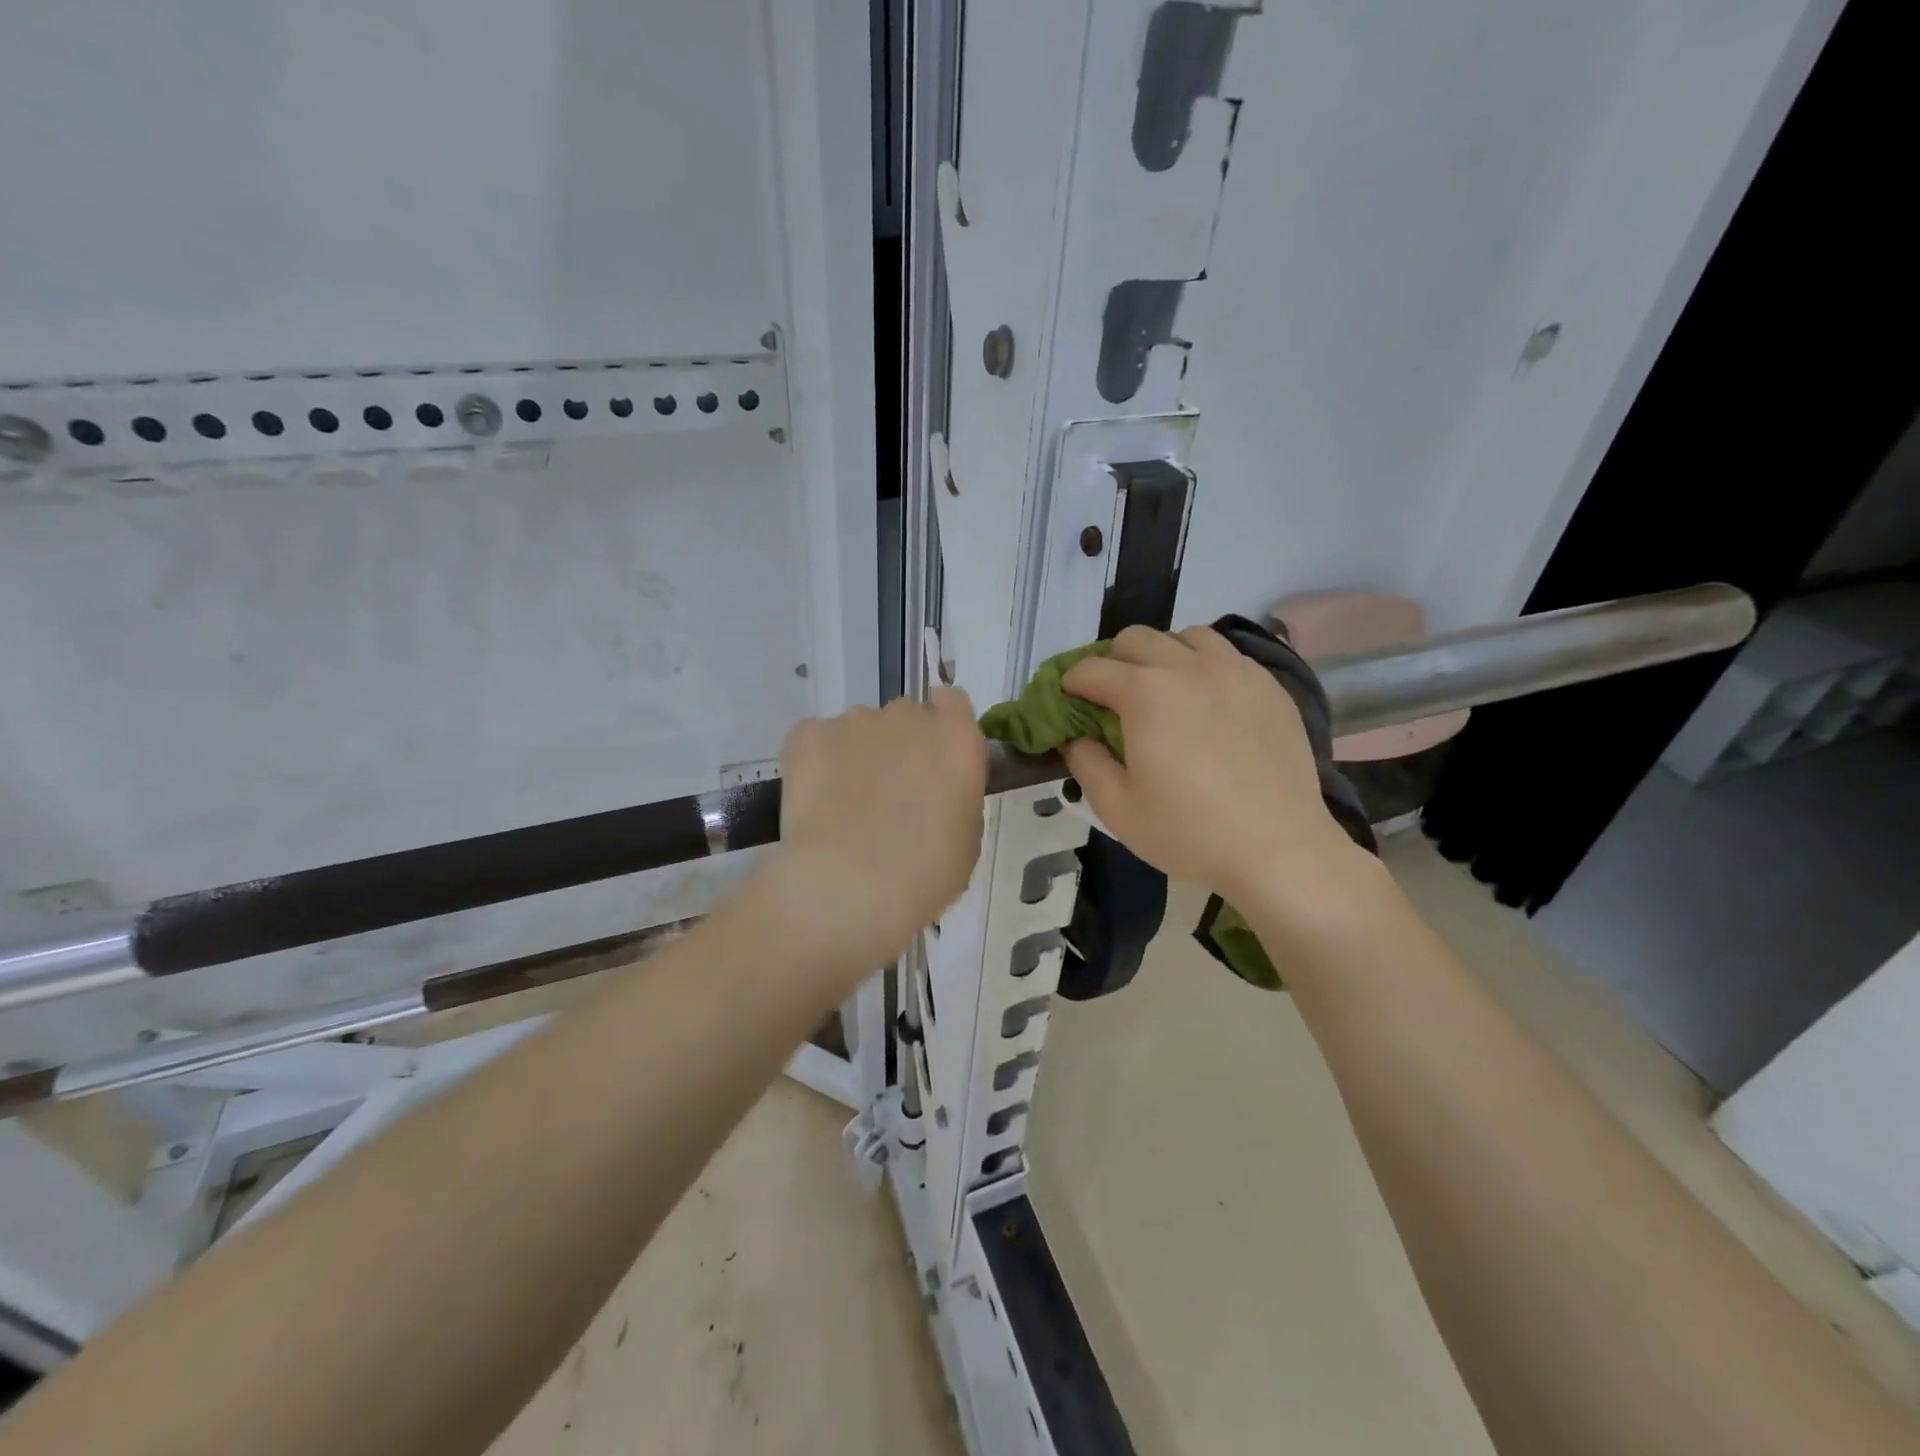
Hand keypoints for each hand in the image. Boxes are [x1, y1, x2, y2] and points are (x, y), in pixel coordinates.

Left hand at [760, 688, 987, 979]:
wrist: (849, 884)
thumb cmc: (924, 873)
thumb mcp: (965, 839)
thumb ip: (955, 797)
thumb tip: (935, 793)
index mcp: (956, 738)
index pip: (952, 703)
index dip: (942, 727)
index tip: (934, 760)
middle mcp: (908, 716)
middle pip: (905, 716)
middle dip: (899, 745)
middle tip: (891, 794)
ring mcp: (855, 721)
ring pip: (859, 730)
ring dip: (858, 755)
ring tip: (845, 806)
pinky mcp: (808, 735)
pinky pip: (816, 740)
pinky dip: (816, 763)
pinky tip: (816, 803)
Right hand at [1060, 626, 1373, 904]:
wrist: (1279, 850)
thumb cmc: (1189, 832)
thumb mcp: (1117, 807)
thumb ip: (1084, 762)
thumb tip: (1075, 736)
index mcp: (1145, 693)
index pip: (1090, 669)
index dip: (1069, 685)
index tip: (1067, 706)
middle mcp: (1188, 667)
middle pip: (1135, 638)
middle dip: (1112, 662)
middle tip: (1113, 701)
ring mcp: (1235, 671)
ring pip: (1187, 637)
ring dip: (1163, 656)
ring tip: (1165, 693)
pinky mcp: (1269, 686)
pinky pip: (1228, 656)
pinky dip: (1205, 667)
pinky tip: (1208, 704)